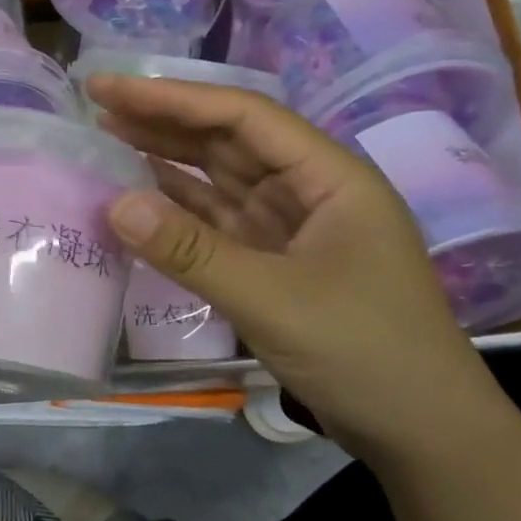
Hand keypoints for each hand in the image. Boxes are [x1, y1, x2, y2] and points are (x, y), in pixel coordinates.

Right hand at [87, 73, 506, 468]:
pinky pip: (219, 225)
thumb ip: (191, 250)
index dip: (173, 97)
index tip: (110, 87)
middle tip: (97, 107)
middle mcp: (310, 191)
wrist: (423, 433)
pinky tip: (142, 200)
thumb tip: (113, 203)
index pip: (242, 117)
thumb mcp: (272, 300)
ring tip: (109, 141)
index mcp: (329, 177)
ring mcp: (293, 229)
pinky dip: (180, 213)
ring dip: (168, 162)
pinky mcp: (277, 264)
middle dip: (165, 122)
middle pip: (229, 142)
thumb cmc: (365, 353)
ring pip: (221, 181)